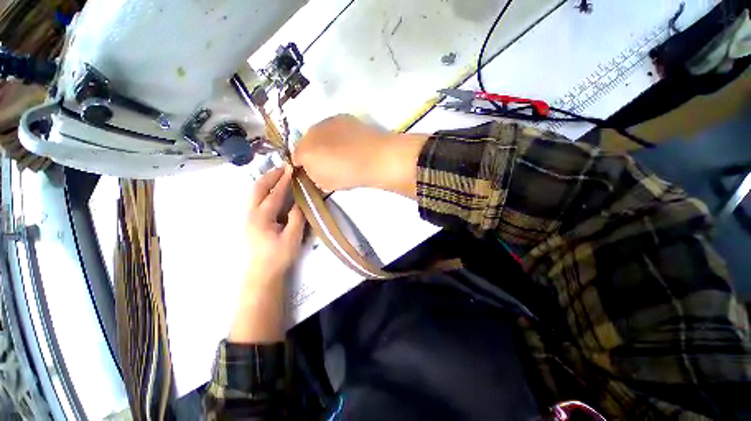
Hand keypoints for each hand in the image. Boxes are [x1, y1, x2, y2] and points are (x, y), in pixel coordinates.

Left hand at [229, 165, 303, 343]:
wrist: (261, 273)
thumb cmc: (278, 256)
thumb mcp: (292, 237)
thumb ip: (296, 217)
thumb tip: (300, 201)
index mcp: (262, 217)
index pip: (275, 194)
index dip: (284, 180)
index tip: (292, 168)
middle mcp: (251, 214)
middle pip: (258, 188)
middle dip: (270, 175)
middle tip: (283, 167)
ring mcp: (248, 217)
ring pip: (254, 193)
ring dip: (266, 181)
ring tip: (278, 175)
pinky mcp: (250, 221)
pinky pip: (255, 199)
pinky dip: (264, 190)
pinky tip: (272, 190)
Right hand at [292, 115, 427, 196]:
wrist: (376, 158)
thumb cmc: (349, 174)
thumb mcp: (326, 183)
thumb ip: (314, 176)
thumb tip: (314, 170)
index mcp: (305, 150)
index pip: (295, 156)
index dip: (302, 165)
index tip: (311, 171)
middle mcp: (312, 131)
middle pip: (306, 141)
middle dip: (312, 151)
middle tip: (326, 163)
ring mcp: (328, 121)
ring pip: (320, 133)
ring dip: (325, 142)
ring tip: (340, 154)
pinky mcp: (344, 117)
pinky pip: (334, 128)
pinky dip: (337, 135)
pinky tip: (349, 144)